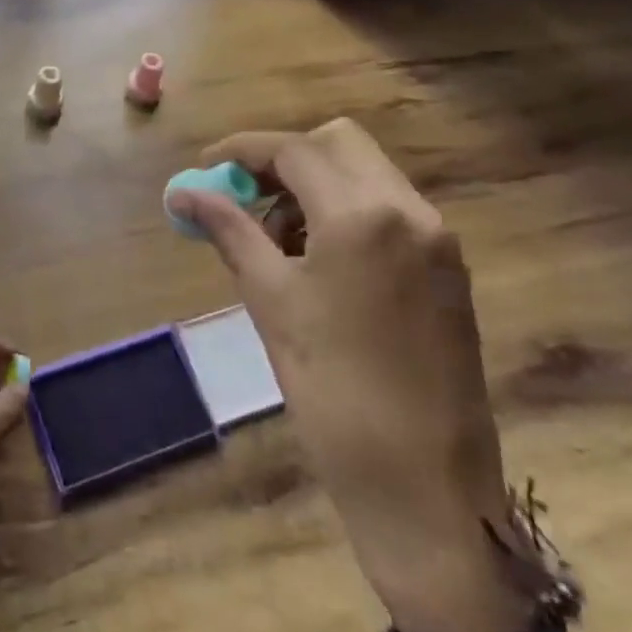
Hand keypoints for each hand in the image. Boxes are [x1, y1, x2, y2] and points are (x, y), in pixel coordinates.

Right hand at [168, 119, 536, 631]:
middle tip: (244, 196)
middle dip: (284, 159)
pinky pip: (388, 209)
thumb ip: (229, 232)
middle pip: (338, 143)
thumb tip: (182, 192)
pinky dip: (346, 211)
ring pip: (366, 172)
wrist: (426, 488)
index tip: (206, 169)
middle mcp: (409, 210)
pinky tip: (317, 260)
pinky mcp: (449, 267)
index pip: (294, 150)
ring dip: (315, 184)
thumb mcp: (271, 302)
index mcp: (363, 216)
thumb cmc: (333, 392)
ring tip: (274, 239)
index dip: (242, 151)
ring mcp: (437, 238)